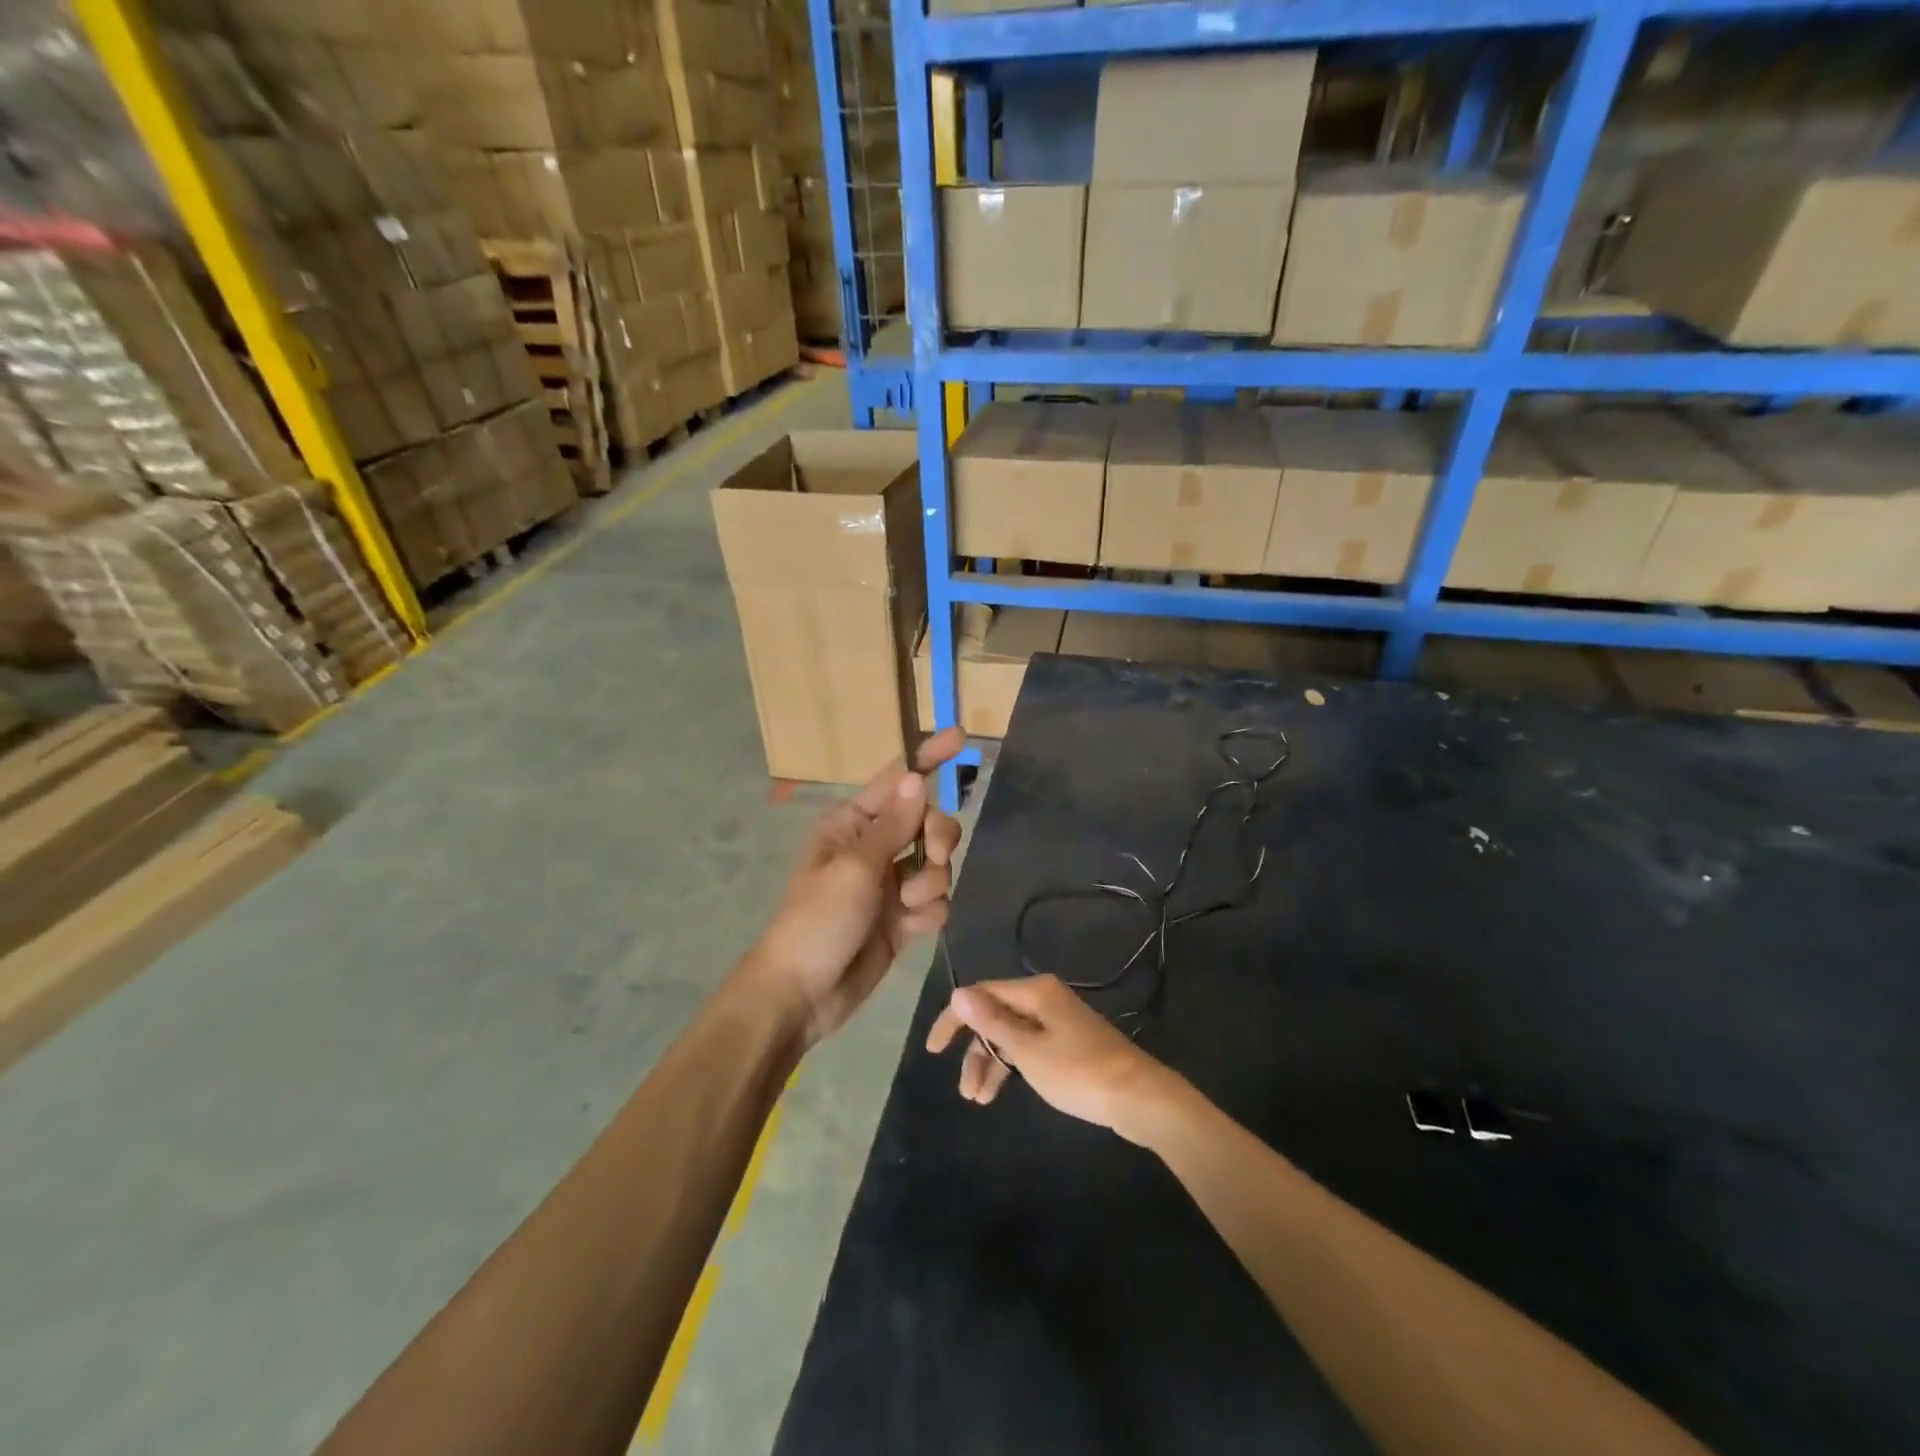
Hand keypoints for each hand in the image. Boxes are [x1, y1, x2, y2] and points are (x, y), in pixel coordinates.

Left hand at [747, 727, 966, 1045]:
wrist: (804, 994)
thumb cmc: (818, 920)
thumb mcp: (855, 868)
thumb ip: (893, 825)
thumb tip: (916, 776)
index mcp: (853, 824)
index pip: (897, 780)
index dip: (929, 758)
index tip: (962, 737)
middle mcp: (875, 846)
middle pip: (930, 822)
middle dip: (937, 839)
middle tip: (929, 857)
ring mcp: (891, 883)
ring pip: (938, 864)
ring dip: (929, 885)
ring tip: (904, 908)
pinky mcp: (904, 917)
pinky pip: (937, 902)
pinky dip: (928, 914)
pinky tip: (908, 930)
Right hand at [926, 975, 1182, 1143]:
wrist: (1139, 1097)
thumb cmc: (1079, 1072)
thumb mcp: (1028, 1051)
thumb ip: (991, 1022)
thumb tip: (958, 992)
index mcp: (1034, 992)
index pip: (980, 994)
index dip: (953, 1019)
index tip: (933, 1050)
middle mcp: (1044, 998)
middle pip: (995, 1016)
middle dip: (975, 1051)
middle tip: (964, 1090)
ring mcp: (1057, 1020)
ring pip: (1011, 1035)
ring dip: (991, 1064)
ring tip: (979, 1101)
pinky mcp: (1068, 1041)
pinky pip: (1028, 1046)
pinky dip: (1012, 1066)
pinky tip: (1003, 1089)